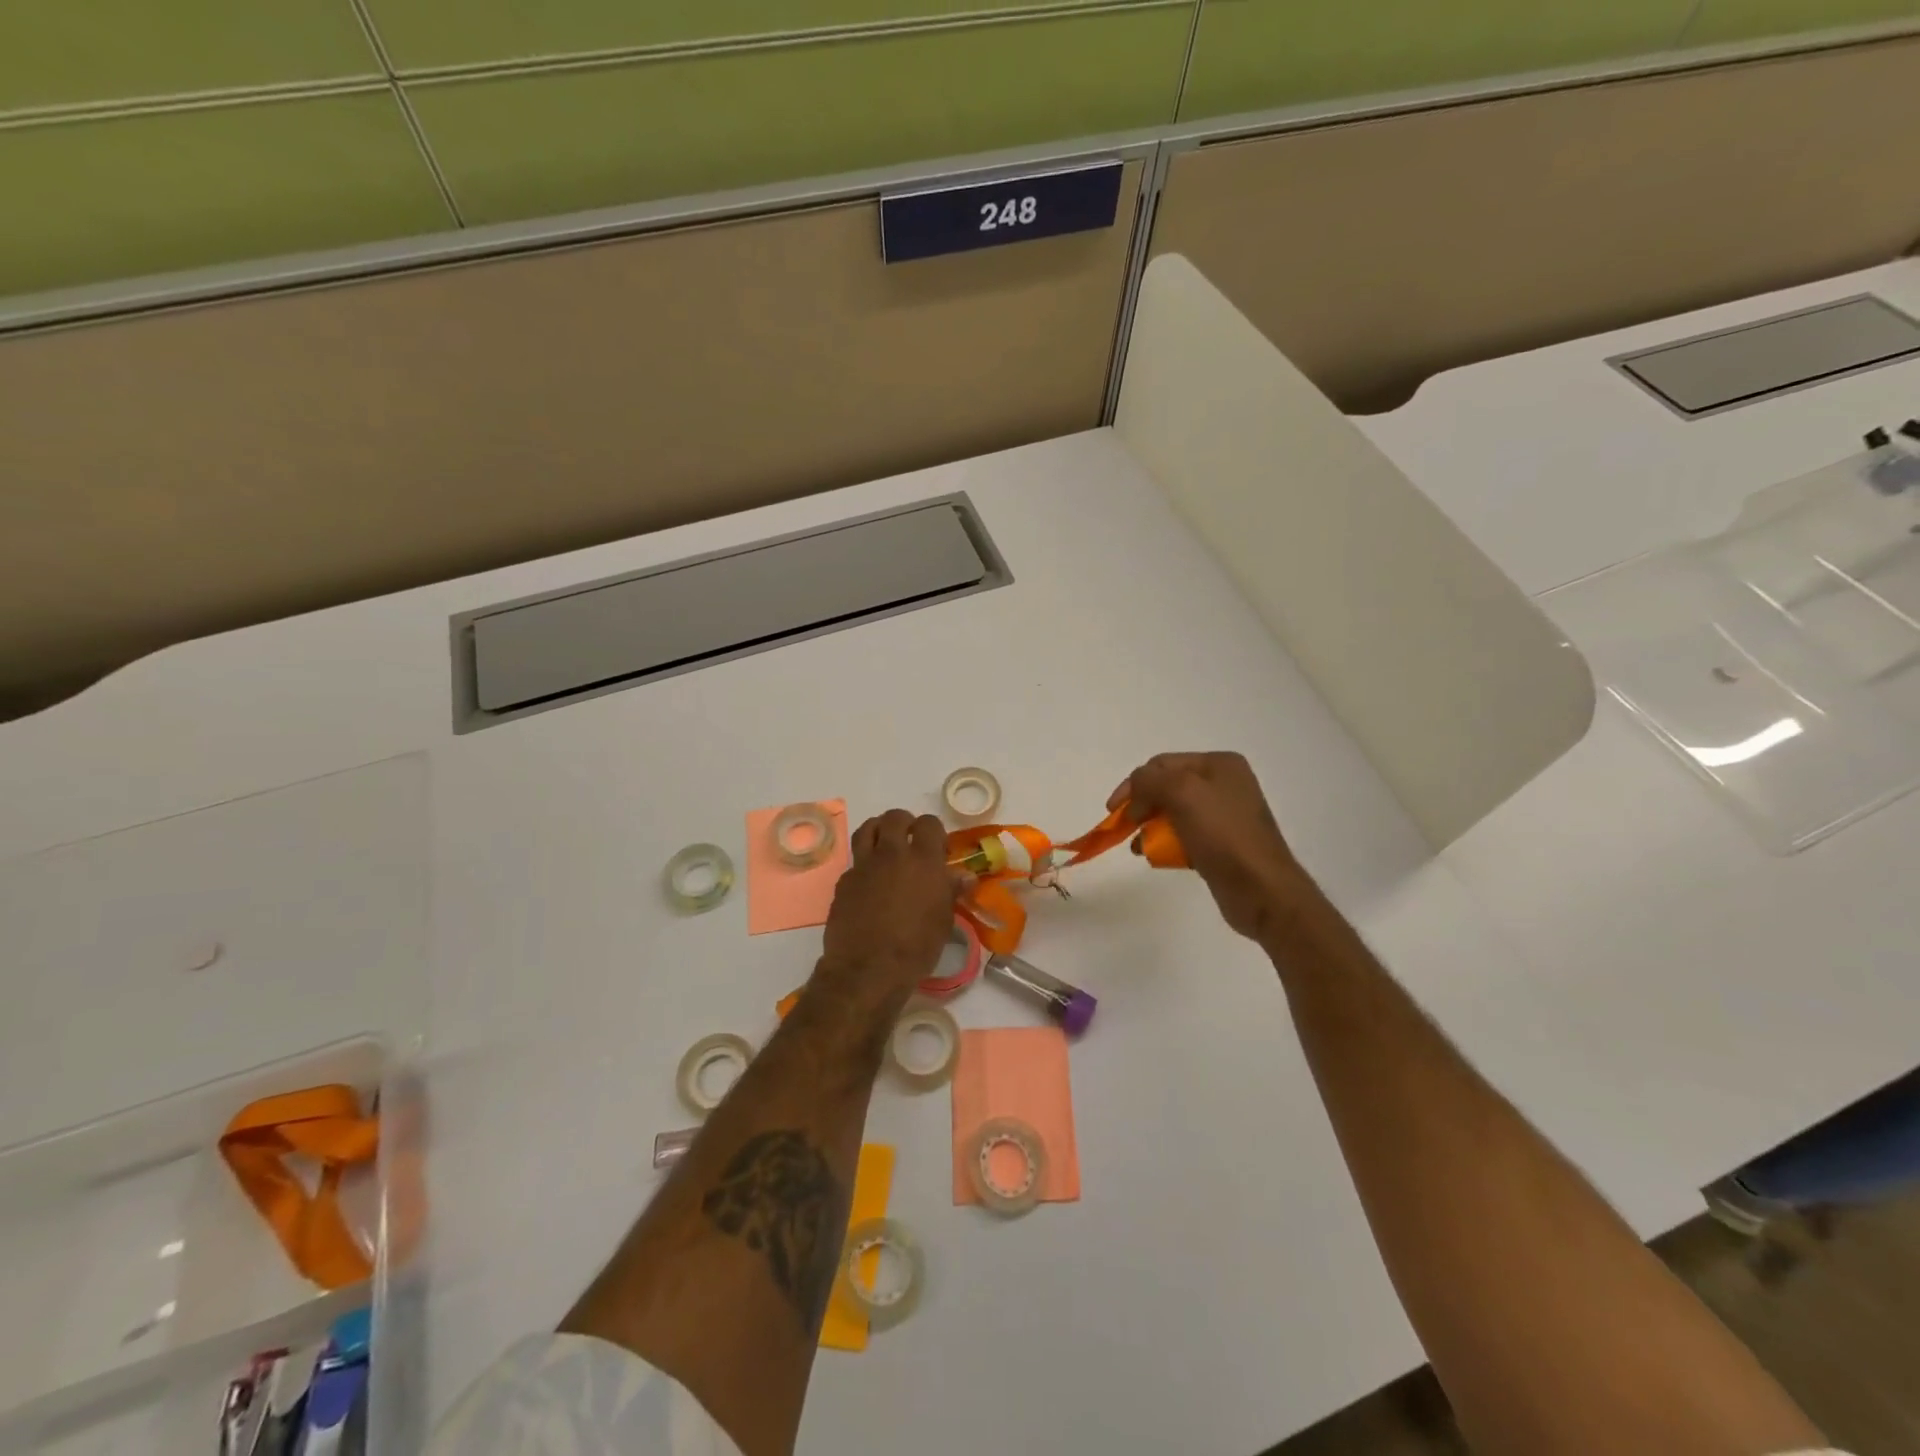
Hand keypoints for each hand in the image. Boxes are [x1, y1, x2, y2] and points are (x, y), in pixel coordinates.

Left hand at [819, 809, 956, 994]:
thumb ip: (951, 891)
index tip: (937, 848)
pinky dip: (864, 864)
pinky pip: (855, 861)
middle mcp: (892, 854)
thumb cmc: (916, 947)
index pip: (929, 823)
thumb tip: (964, 876)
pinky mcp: (844, 881)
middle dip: (904, 823)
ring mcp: (864, 865)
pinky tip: (869, 881)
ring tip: (885, 845)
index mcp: (923, 860)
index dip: (933, 831)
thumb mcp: (943, 920)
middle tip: (910, 840)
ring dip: (878, 830)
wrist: (868, 969)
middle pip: (895, 818)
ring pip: (867, 828)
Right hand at [1110, 752, 1319, 943]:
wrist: (1262, 890)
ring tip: (1139, 847)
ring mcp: (1224, 815)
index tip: (1113, 812)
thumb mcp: (1182, 793)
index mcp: (1219, 764)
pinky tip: (1156, 857)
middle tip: (1123, 828)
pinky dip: (1165, 843)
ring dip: (1150, 826)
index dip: (1133, 785)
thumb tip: (1134, 793)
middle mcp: (1224, 784)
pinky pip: (1183, 835)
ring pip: (1172, 813)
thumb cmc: (1223, 835)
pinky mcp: (1221, 843)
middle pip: (1166, 787)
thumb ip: (1150, 781)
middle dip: (1141, 806)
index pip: (1161, 764)